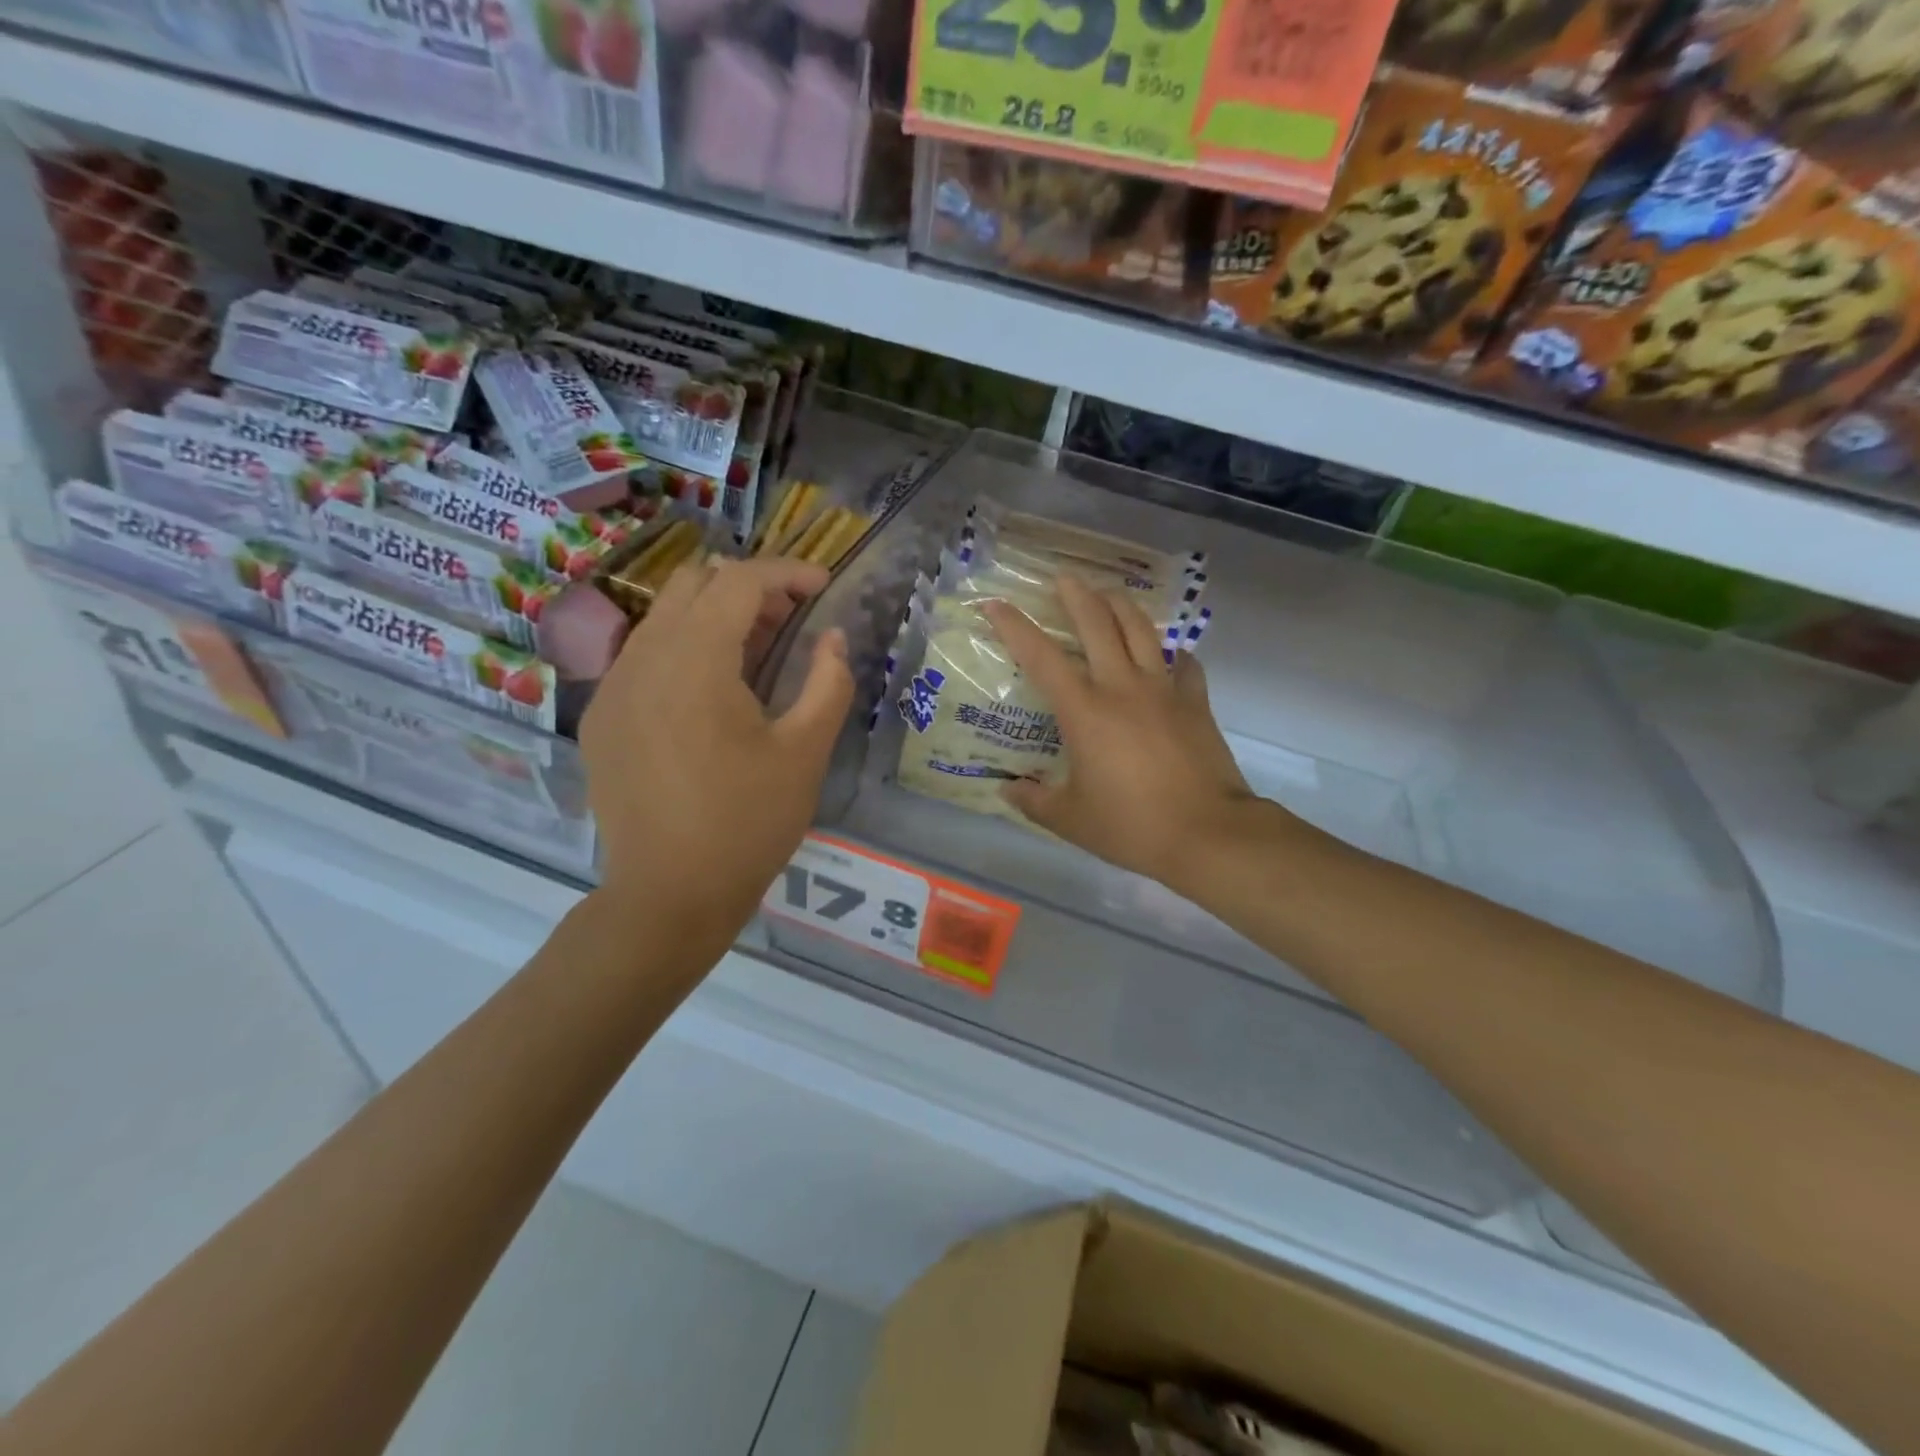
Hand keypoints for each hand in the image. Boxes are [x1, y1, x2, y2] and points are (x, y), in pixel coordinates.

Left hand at [580, 557, 852, 964]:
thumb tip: (833, 638)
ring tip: (756, 655)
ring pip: (664, 617)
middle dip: (748, 588)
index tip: (823, 588)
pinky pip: (642, 656)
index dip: (788, 574)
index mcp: (696, 662)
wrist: (668, 896)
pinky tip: (710, 695)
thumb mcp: (806, 753)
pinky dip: (683, 649)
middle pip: (694, 585)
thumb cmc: (748, 824)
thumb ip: (828, 682)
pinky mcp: (602, 718)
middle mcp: (644, 659)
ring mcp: (613, 688)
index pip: (740, 581)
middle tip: (790, 622)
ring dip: (714, 617)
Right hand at [983, 577, 1259, 887]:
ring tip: (1109, 595)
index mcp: (1085, 711)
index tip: (995, 604)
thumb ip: (1034, 800)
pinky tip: (1166, 654)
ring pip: (1142, 630)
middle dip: (1076, 594)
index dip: (1014, 626)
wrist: (1208, 833)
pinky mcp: (1196, 702)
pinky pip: (1183, 663)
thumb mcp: (1070, 820)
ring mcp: (1164, 690)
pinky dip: (1170, 652)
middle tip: (1063, 578)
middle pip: (1098, 623)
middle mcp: (1123, 687)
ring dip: (1121, 606)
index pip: (1041, 657)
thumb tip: (1007, 789)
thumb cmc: (1131, 826)